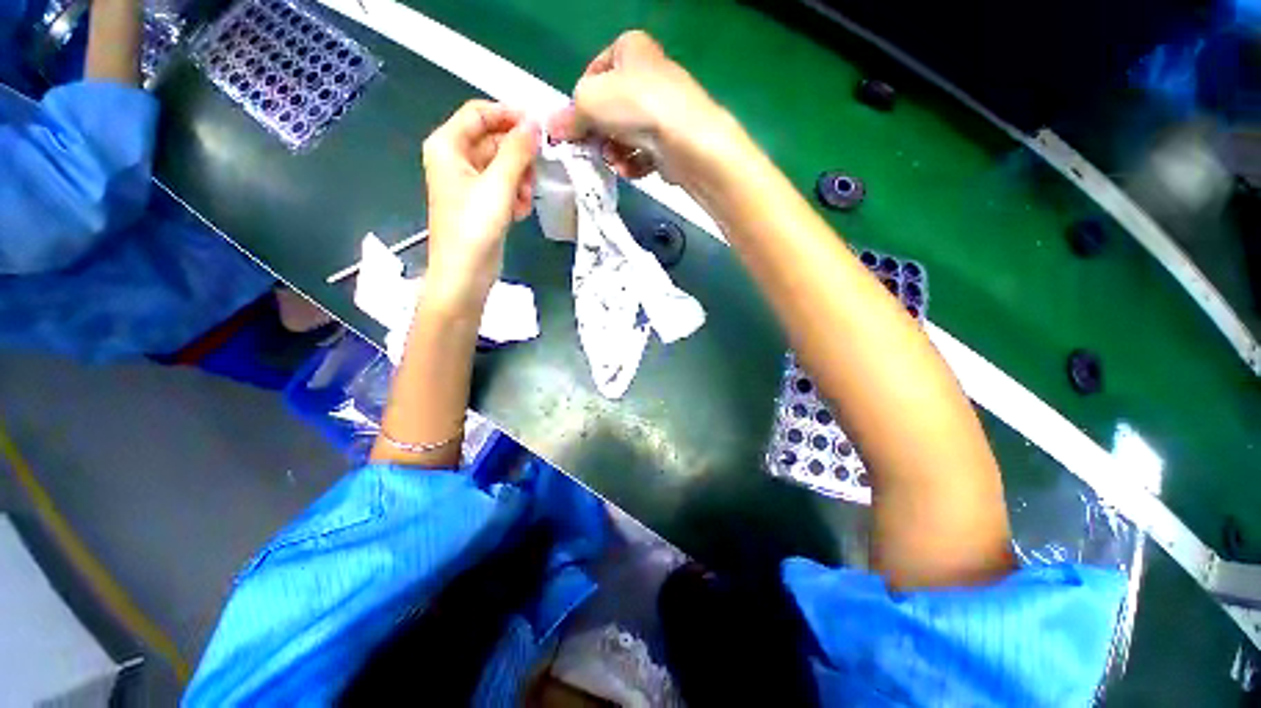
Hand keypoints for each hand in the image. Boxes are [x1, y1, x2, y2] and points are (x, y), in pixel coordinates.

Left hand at [422, 100, 538, 309]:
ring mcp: (470, 183)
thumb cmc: (474, 226)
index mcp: (448, 145)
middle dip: (518, 157)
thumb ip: (517, 151)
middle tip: (536, 171)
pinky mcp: (483, 203)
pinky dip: (515, 195)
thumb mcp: (498, 184)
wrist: (465, 274)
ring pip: (504, 166)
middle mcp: (456, 159)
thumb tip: (534, 123)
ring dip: (520, 179)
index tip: (539, 127)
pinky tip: (519, 211)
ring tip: (524, 199)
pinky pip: (504, 187)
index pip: (479, 113)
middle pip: (495, 141)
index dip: (509, 116)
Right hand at [547, 30, 721, 181]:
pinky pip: (644, 152)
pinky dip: (634, 164)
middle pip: (611, 109)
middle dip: (599, 133)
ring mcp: (663, 109)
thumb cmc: (636, 107)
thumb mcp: (589, 102)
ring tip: (615, 162)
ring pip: (626, 134)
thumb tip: (553, 128)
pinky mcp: (672, 140)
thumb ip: (569, 116)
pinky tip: (631, 170)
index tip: (574, 126)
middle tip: (593, 149)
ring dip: (614, 152)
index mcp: (630, 49)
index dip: (581, 101)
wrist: (687, 141)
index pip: (594, 74)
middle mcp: (649, 75)